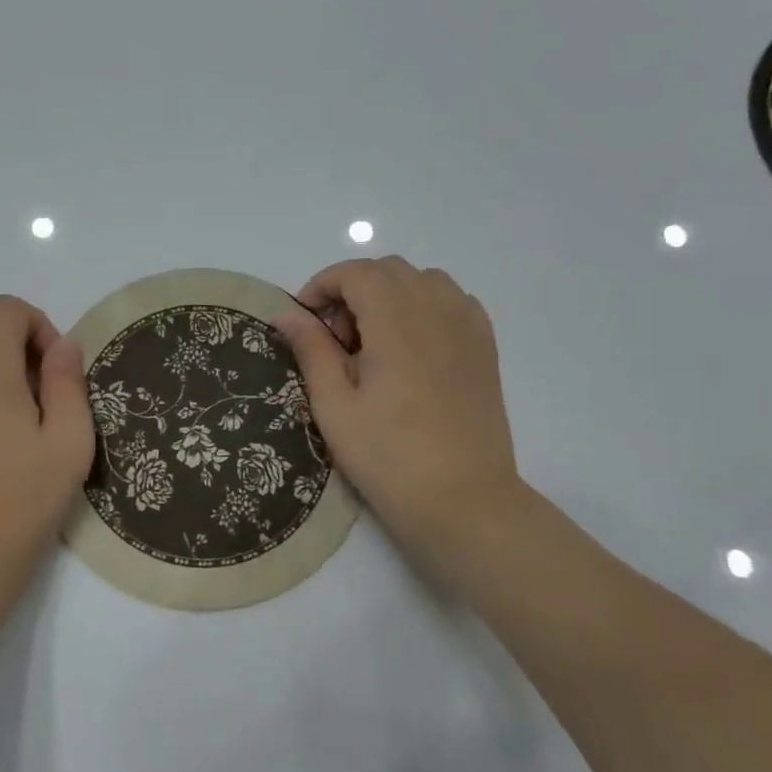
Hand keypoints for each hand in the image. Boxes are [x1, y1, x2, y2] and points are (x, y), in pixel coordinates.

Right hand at [272, 257, 523, 560]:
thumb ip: (311, 351)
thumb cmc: (389, 457)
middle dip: (352, 291)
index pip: (356, 272)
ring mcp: (468, 327)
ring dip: (388, 296)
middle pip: (388, 270)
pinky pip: (452, 301)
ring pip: (422, 281)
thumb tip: (286, 314)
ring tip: (373, 345)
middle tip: (335, 342)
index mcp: (397, 323)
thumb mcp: (335, 407)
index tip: (305, 323)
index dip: (322, 286)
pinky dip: (423, 307)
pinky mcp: (485, 348)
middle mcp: (438, 311)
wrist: (464, 501)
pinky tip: (411, 348)